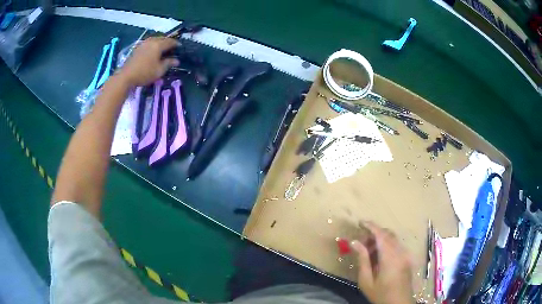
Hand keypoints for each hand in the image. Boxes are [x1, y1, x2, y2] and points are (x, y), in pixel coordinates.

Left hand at [118, 37, 179, 86]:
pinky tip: (153, 51)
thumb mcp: (159, 70)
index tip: (180, 47)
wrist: (126, 76)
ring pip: (155, 40)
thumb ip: (169, 63)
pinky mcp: (137, 48)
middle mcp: (151, 41)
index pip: (170, 41)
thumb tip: (177, 61)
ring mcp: (143, 44)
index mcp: (158, 45)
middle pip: (162, 38)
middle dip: (168, 42)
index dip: (176, 44)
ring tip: (163, 48)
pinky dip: (153, 45)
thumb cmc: (145, 73)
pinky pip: (148, 43)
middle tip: (172, 47)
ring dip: (160, 42)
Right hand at [351, 222, 413, 303]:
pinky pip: (396, 245)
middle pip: (388, 234)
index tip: (360, 222)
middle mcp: (400, 252)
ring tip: (368, 252)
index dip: (371, 226)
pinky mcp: (407, 258)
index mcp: (390, 257)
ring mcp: (406, 254)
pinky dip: (387, 245)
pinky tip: (379, 257)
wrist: (399, 303)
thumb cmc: (380, 294)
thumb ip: (362, 259)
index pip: (381, 235)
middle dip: (374, 234)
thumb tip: (354, 242)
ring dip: (380, 239)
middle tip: (361, 243)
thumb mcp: (366, 280)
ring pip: (393, 239)